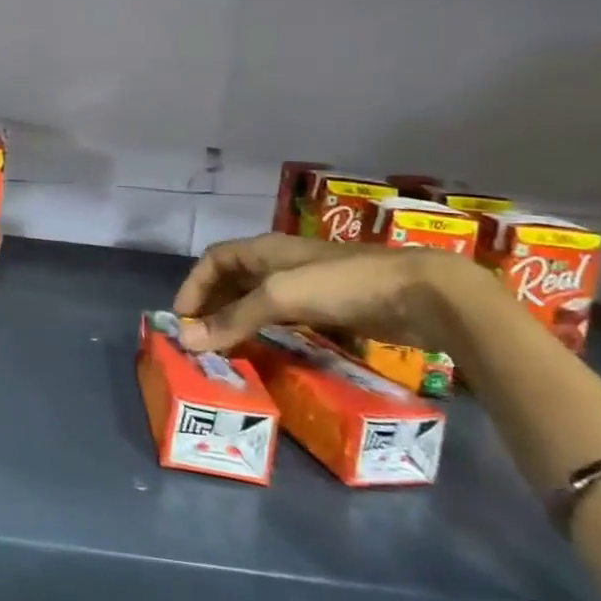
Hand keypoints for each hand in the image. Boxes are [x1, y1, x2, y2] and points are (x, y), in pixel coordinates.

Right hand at [172, 233, 482, 356]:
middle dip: (211, 305)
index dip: (193, 286)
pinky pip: (282, 317)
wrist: (418, 294)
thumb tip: (186, 340)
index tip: (182, 320)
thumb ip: (234, 319)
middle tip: (199, 340)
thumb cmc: (342, 284)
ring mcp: (304, 285)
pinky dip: (265, 331)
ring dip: (236, 319)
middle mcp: (278, 263)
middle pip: (232, 279)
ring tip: (223, 349)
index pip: (213, 260)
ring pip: (257, 299)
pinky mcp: (327, 308)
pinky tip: (263, 350)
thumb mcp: (280, 297)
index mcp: (263, 250)